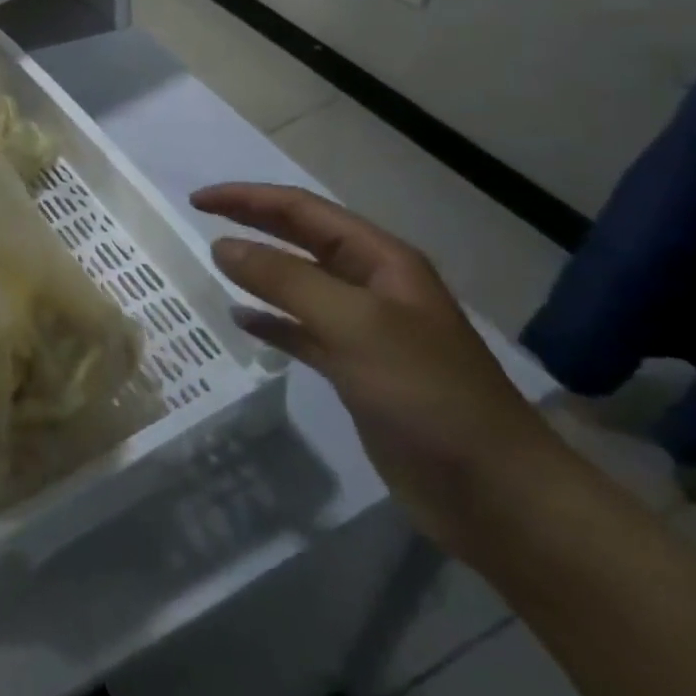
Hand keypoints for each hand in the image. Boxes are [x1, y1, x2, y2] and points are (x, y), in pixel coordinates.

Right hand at [191, 183, 563, 552]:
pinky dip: (270, 321)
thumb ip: (284, 280)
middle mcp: (372, 286)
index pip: (303, 210)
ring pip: (298, 284)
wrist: (498, 496)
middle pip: (300, 239)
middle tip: (198, 216)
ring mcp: (364, 330)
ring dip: (257, 270)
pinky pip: (300, 331)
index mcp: (381, 261)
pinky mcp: (356, 371)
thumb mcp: (354, 324)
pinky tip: (241, 320)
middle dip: (251, 223)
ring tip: (213, 263)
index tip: (198, 200)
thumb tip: (222, 246)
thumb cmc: (428, 394)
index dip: (248, 199)